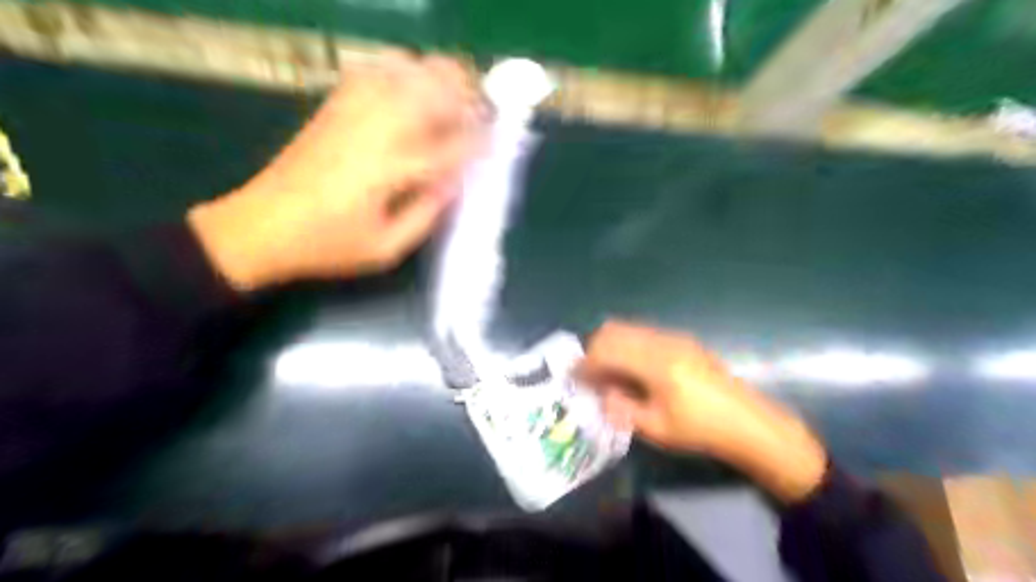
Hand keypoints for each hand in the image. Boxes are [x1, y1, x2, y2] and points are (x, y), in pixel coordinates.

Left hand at [189, 51, 490, 289]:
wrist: (261, 226)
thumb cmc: (329, 246)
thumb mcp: (386, 249)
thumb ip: (426, 215)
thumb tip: (454, 185)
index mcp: (390, 172)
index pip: (450, 146)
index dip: (478, 141)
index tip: (497, 141)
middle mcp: (375, 131)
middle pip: (431, 90)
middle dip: (465, 95)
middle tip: (481, 112)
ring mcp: (351, 112)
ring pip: (406, 71)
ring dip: (438, 77)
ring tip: (454, 94)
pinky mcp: (334, 107)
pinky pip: (374, 71)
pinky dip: (402, 69)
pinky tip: (413, 85)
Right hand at [580, 320, 830, 502]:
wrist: (748, 422)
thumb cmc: (701, 430)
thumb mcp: (656, 428)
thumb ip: (621, 407)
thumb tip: (600, 393)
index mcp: (655, 363)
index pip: (607, 350)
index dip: (586, 363)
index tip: (574, 378)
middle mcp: (662, 341)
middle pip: (614, 330)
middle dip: (595, 349)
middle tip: (590, 375)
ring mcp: (674, 337)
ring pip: (628, 329)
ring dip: (612, 346)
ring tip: (610, 374)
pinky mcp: (682, 340)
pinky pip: (644, 334)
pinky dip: (629, 346)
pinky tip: (633, 370)